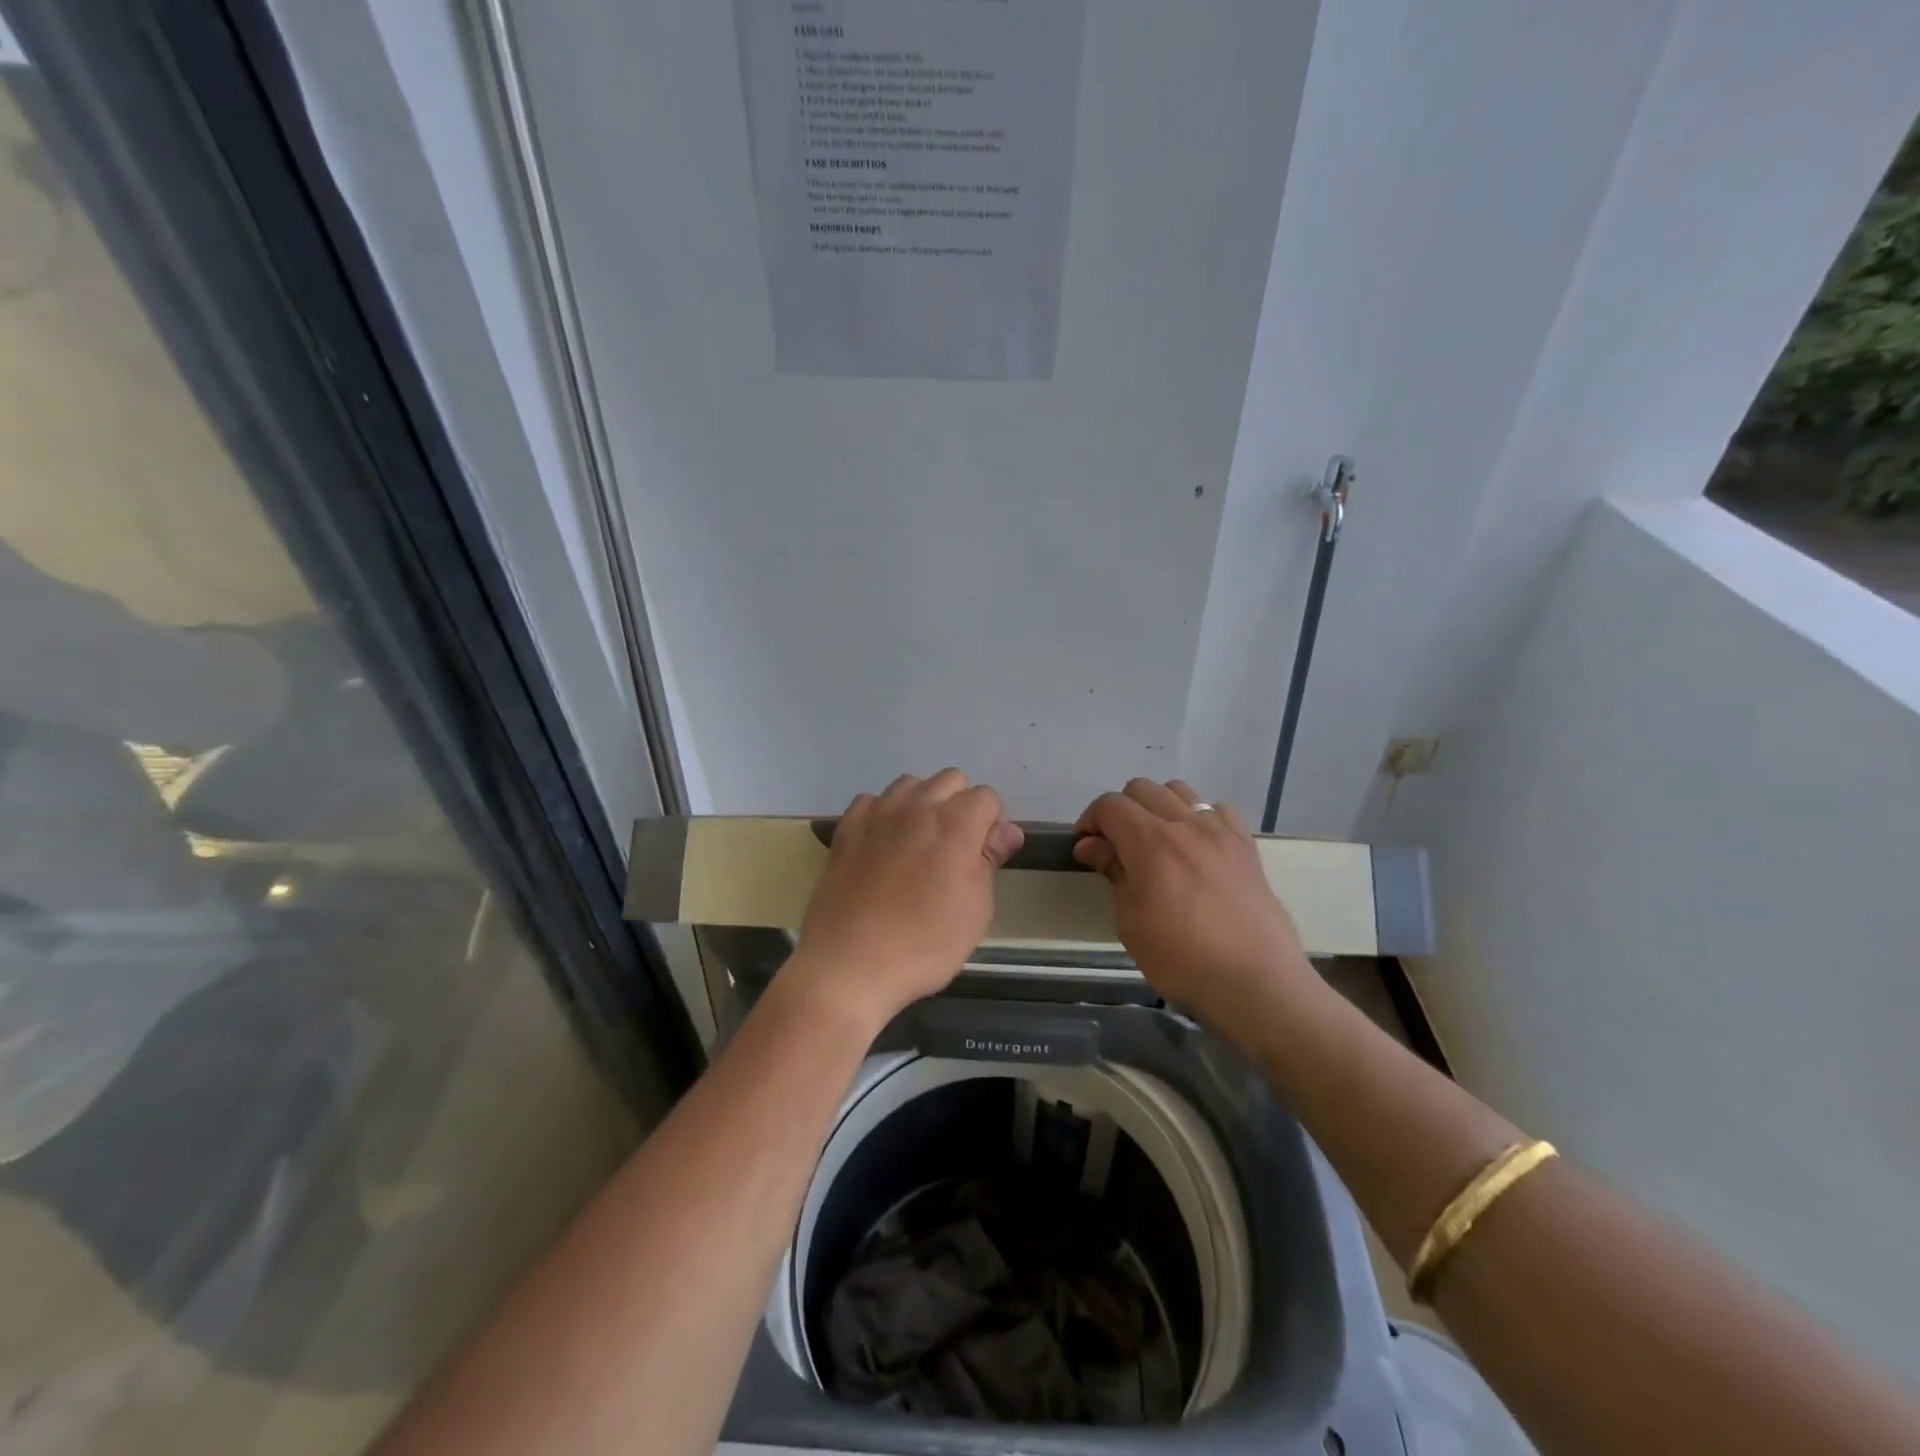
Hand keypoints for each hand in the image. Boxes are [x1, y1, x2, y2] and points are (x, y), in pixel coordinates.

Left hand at [784, 770, 1024, 1032]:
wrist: (849, 964)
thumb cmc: (924, 944)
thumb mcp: (976, 910)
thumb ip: (990, 861)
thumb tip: (1006, 832)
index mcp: (956, 824)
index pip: (987, 796)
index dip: (993, 823)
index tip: (987, 855)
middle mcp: (917, 807)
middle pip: (951, 780)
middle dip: (962, 805)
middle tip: (957, 849)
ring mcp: (877, 815)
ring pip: (910, 784)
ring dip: (923, 803)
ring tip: (920, 843)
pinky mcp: (846, 830)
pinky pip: (871, 802)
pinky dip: (883, 814)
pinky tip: (883, 844)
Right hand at [1073, 779, 1317, 1034]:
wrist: (1255, 981)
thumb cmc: (1181, 957)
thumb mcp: (1130, 921)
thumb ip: (1113, 872)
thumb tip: (1092, 846)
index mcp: (1150, 841)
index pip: (1110, 804)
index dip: (1090, 819)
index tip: (1085, 846)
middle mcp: (1185, 824)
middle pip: (1142, 788)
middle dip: (1120, 810)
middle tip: (1116, 845)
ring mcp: (1220, 831)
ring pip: (1180, 791)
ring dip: (1158, 806)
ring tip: (1156, 841)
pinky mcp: (1246, 845)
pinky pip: (1217, 810)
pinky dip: (1198, 818)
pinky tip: (1196, 847)